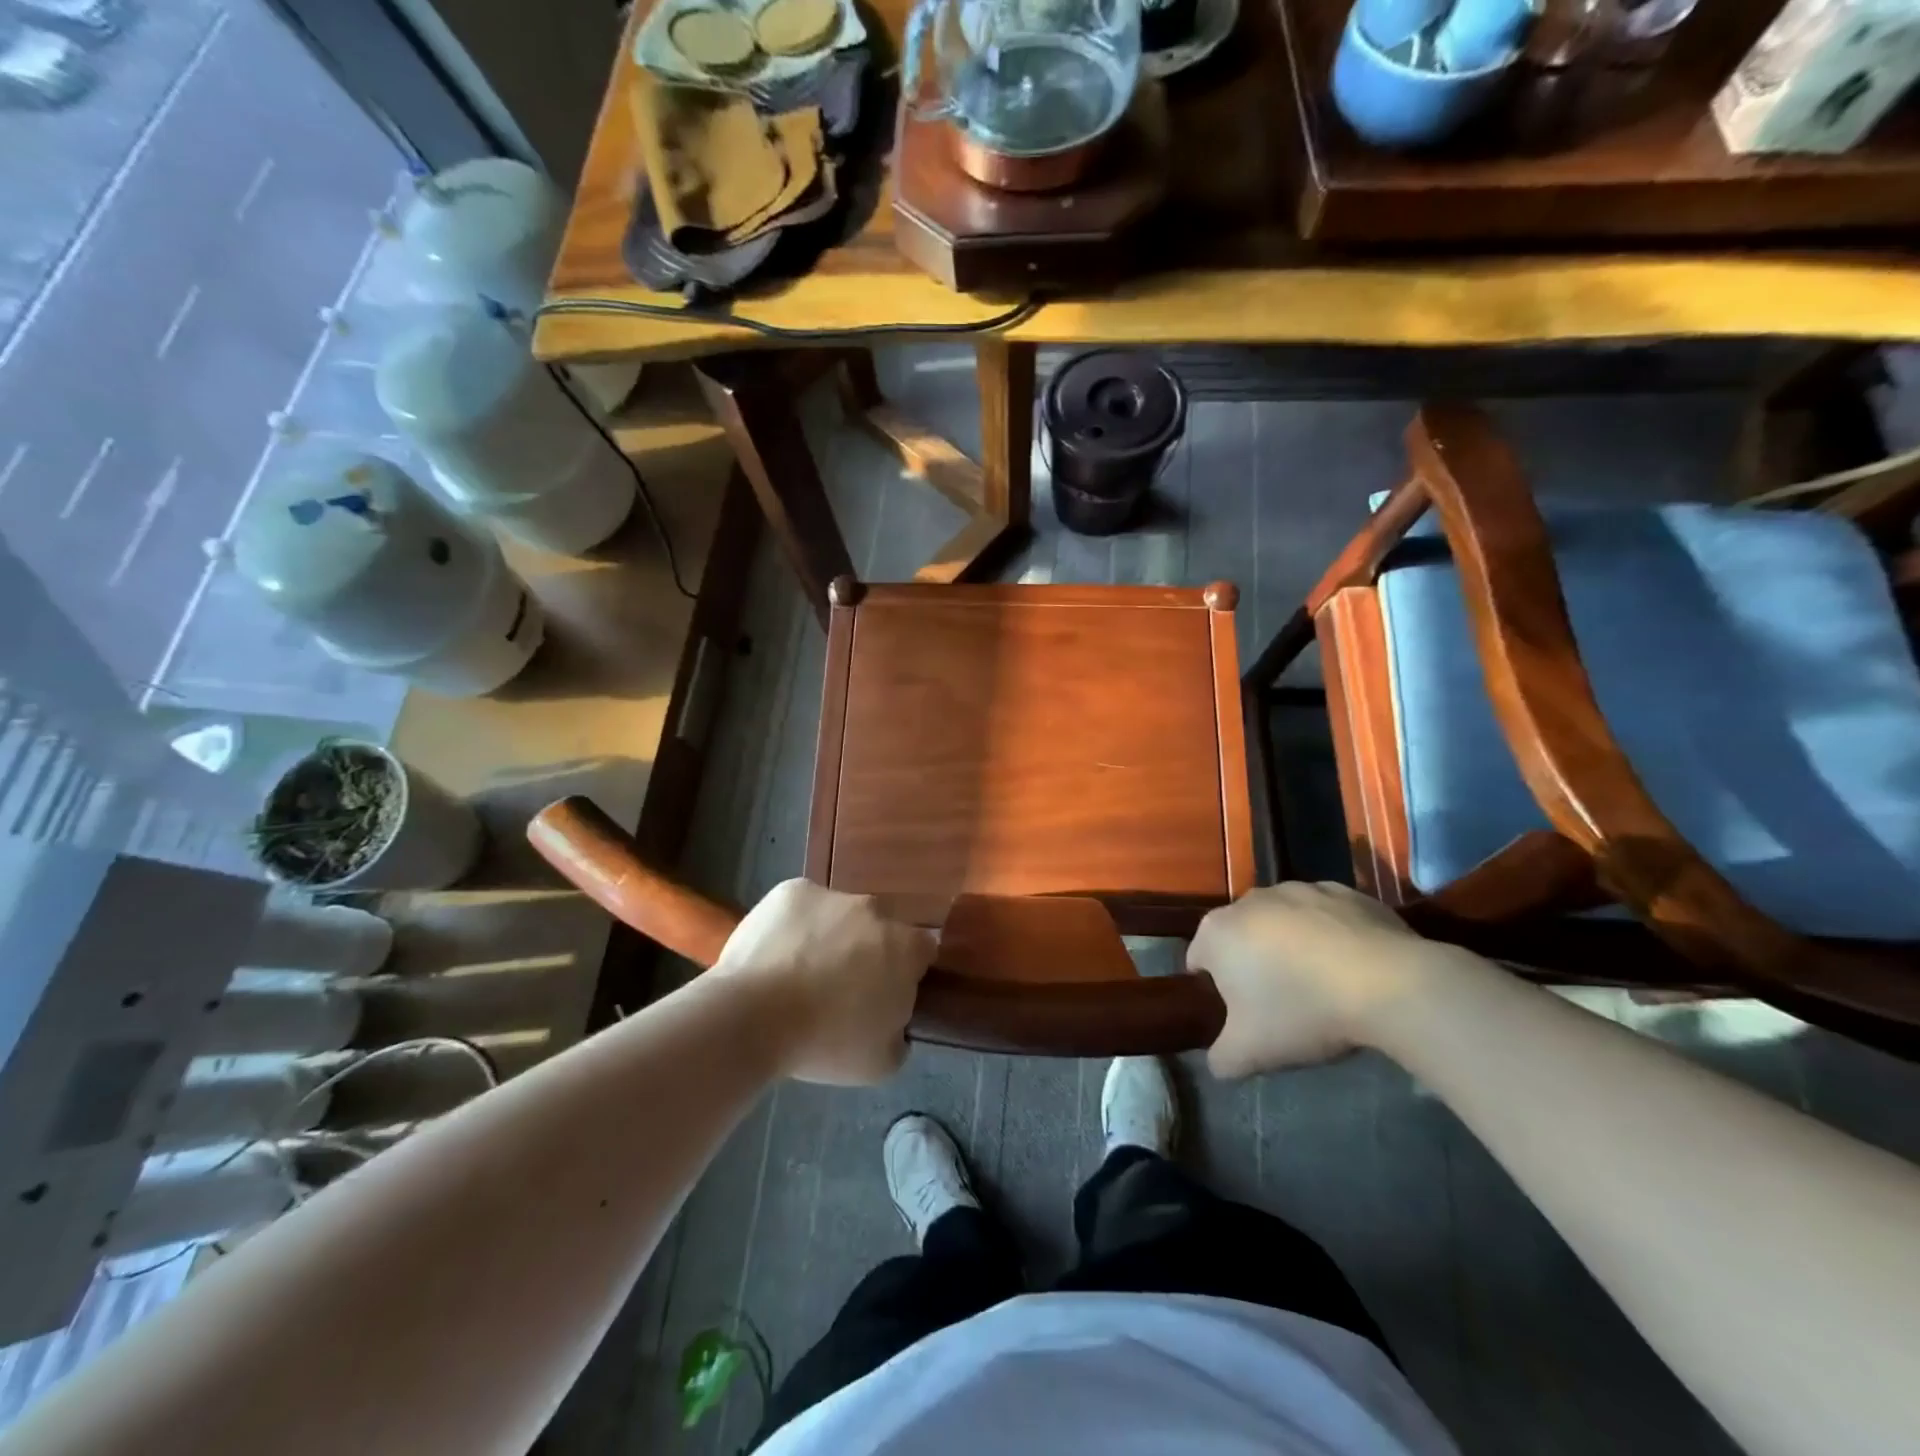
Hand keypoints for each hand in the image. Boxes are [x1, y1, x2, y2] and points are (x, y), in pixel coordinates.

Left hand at [714, 880, 934, 1085]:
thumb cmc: (824, 1042)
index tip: (886, 995)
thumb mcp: (881, 1062)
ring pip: (839, 915)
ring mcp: (831, 895)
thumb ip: (900, 1032)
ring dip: (830, 936)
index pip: (923, 951)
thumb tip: (894, 1019)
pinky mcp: (791, 890)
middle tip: (841, 988)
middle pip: (879, 929)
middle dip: (867, 951)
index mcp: (905, 947)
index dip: (907, 972)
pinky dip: (795, 925)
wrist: (753, 1017)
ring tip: (799, 974)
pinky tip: (776, 955)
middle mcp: (875, 910)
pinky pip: (802, 907)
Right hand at [1189, 881, 1445, 1078]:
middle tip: (1281, 1004)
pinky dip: (1330, 934)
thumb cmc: (1302, 1011)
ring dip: (1290, 946)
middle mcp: (1249, 900)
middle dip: (1252, 964)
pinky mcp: (1343, 890)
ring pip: (1282, 922)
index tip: (1243, 1016)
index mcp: (1217, 932)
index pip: (1199, 961)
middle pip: (1240, 937)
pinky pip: (1325, 916)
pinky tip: (1352, 967)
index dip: (1216, 991)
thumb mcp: (1251, 1053)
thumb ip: (1221, 1059)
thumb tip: (1219, 1061)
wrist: (1388, 984)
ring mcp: (1298, 889)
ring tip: (1321, 985)